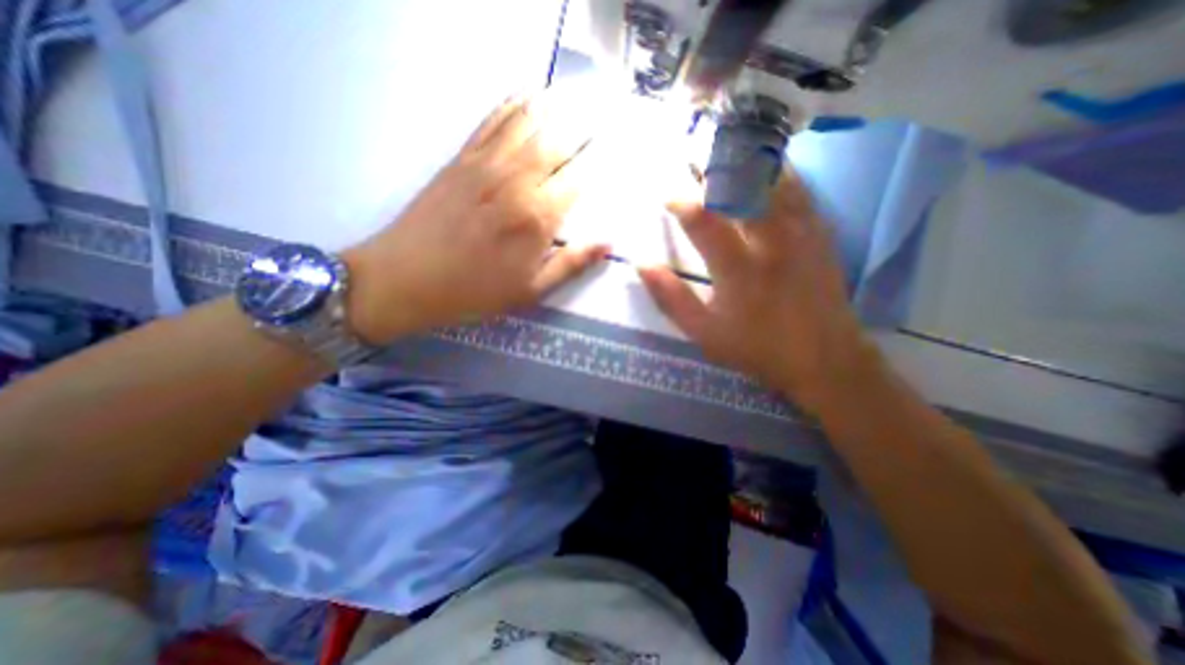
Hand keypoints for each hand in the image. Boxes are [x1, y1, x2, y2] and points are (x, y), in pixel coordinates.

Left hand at [341, 90, 602, 343]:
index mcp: (537, 216)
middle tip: (601, 119)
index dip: (600, 162)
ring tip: (574, 99)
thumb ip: (571, 263)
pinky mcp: (462, 157)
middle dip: (584, 126)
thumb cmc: (475, 291)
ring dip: (554, 106)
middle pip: (558, 139)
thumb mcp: (531, 289)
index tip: (613, 155)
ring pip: (528, 120)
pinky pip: (492, 120)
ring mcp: (486, 163)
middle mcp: (516, 179)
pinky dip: (514, 103)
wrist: (407, 278)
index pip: (579, 177)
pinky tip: (527, 96)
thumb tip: (608, 243)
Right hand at [639, 169, 878, 406]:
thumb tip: (643, 265)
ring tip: (727, 151)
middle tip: (695, 157)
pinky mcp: (821, 234)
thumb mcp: (704, 333)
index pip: (703, 220)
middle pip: (741, 188)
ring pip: (774, 181)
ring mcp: (801, 233)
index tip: (666, 195)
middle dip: (713, 169)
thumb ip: (671, 298)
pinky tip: (768, 167)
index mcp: (738, 268)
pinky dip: (780, 173)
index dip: (681, 202)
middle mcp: (770, 241)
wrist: (824, 360)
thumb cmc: (756, 349)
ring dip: (747, 163)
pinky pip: (801, 191)